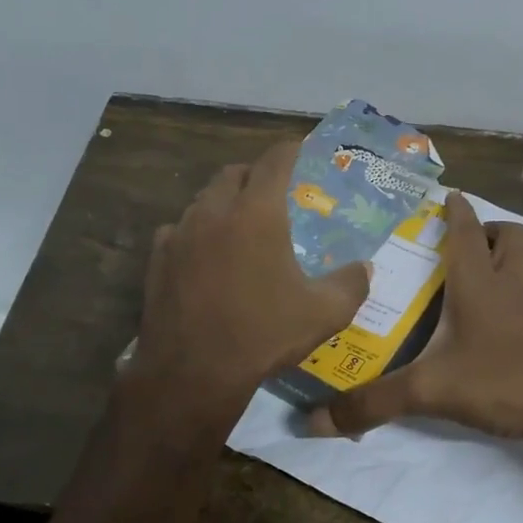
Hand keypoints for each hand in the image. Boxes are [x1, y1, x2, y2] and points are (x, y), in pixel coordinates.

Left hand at [129, 142, 370, 417]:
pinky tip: (205, 258)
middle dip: (255, 176)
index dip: (291, 150)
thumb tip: (364, 268)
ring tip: (240, 227)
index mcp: (257, 212)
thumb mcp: (324, 313)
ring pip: (203, 200)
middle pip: (234, 173)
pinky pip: (179, 230)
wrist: (193, 371)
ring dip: (224, 203)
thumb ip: (352, 283)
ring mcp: (180, 233)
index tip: (302, 152)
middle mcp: (214, 211)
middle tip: (273, 196)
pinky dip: (196, 233)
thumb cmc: (263, 334)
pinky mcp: (157, 258)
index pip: (275, 160)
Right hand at [308, 192, 522, 443]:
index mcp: (480, 285)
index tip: (448, 195)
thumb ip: (373, 403)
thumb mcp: (430, 391)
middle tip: (470, 240)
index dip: (457, 211)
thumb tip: (314, 421)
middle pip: (514, 239)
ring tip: (495, 270)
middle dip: (493, 230)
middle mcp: (513, 289)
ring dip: (518, 258)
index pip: (467, 233)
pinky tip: (514, 321)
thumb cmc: (505, 381)